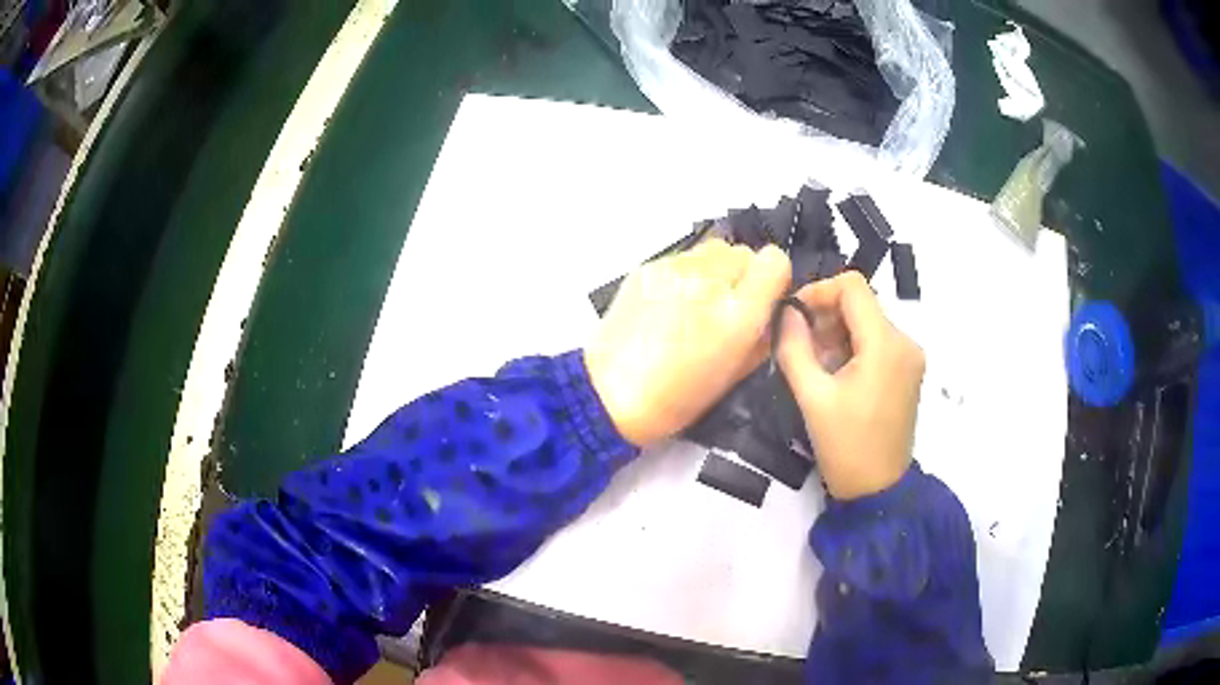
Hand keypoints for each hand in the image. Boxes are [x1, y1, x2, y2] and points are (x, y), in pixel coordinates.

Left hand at [585, 239, 790, 446]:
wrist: (609, 394)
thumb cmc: (677, 398)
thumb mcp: (735, 376)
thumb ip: (763, 337)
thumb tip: (773, 311)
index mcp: (737, 313)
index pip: (774, 261)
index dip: (774, 278)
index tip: (764, 298)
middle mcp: (709, 281)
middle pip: (745, 252)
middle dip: (744, 275)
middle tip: (727, 306)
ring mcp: (675, 269)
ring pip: (715, 249)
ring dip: (716, 271)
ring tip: (698, 301)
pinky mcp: (647, 266)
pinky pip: (683, 257)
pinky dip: (687, 274)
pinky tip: (670, 303)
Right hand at [777, 272, 924, 499]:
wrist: (878, 491)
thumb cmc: (846, 447)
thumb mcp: (812, 397)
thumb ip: (794, 348)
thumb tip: (786, 314)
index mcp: (885, 343)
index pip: (852, 286)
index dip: (818, 291)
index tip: (793, 317)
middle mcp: (905, 341)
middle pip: (861, 304)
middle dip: (825, 317)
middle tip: (798, 346)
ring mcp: (910, 357)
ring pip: (868, 322)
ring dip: (837, 334)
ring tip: (814, 365)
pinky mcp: (908, 372)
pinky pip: (877, 342)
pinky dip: (852, 348)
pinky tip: (835, 374)